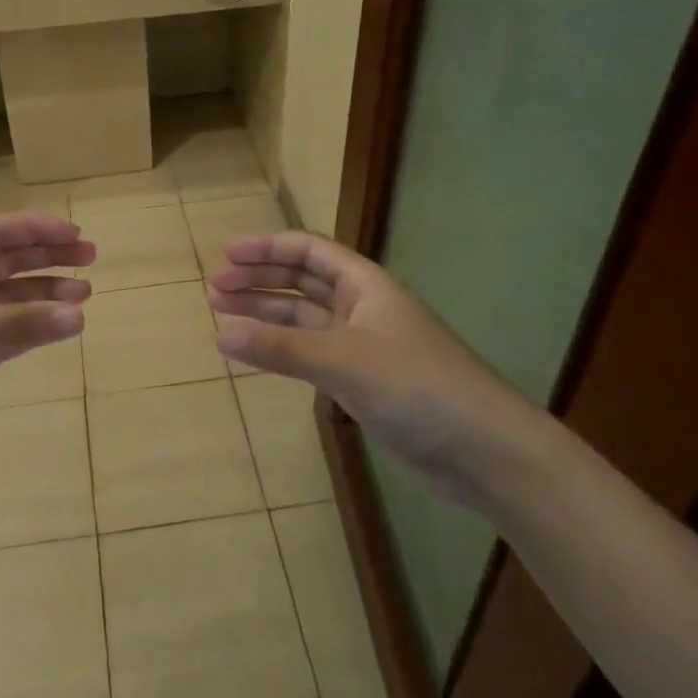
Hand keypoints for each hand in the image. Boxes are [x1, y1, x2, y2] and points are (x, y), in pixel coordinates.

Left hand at [0, 213, 93, 479]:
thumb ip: (20, 324)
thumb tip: (79, 315)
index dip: (36, 230)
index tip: (76, 236)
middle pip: (6, 260)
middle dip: (46, 257)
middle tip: (89, 260)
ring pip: (8, 298)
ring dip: (43, 294)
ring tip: (84, 296)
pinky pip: (4, 334)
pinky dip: (31, 329)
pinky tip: (58, 329)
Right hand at [207, 232, 546, 508]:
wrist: (483, 449)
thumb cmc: (416, 387)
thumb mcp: (344, 361)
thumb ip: (281, 350)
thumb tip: (220, 334)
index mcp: (365, 285)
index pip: (310, 251)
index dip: (268, 249)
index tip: (226, 256)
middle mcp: (363, 308)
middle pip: (303, 281)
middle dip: (260, 281)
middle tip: (215, 288)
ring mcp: (364, 346)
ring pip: (305, 320)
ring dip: (267, 316)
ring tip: (223, 316)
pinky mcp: (364, 382)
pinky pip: (312, 355)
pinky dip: (283, 351)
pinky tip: (258, 355)